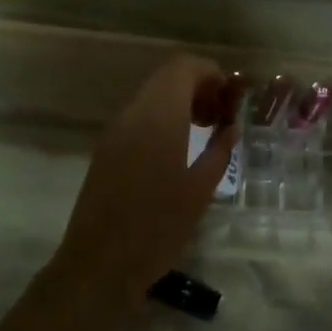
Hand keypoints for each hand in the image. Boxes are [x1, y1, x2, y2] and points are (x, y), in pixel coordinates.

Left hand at [47, 55, 238, 312]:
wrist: (100, 263)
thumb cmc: (159, 226)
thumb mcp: (201, 189)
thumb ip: (219, 149)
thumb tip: (230, 127)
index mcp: (159, 116)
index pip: (183, 67)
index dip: (210, 73)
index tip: (229, 98)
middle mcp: (133, 113)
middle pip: (166, 77)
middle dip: (197, 87)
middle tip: (219, 116)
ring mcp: (115, 130)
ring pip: (151, 96)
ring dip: (178, 102)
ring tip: (201, 132)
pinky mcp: (106, 149)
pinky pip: (138, 117)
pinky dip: (161, 119)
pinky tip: (175, 150)